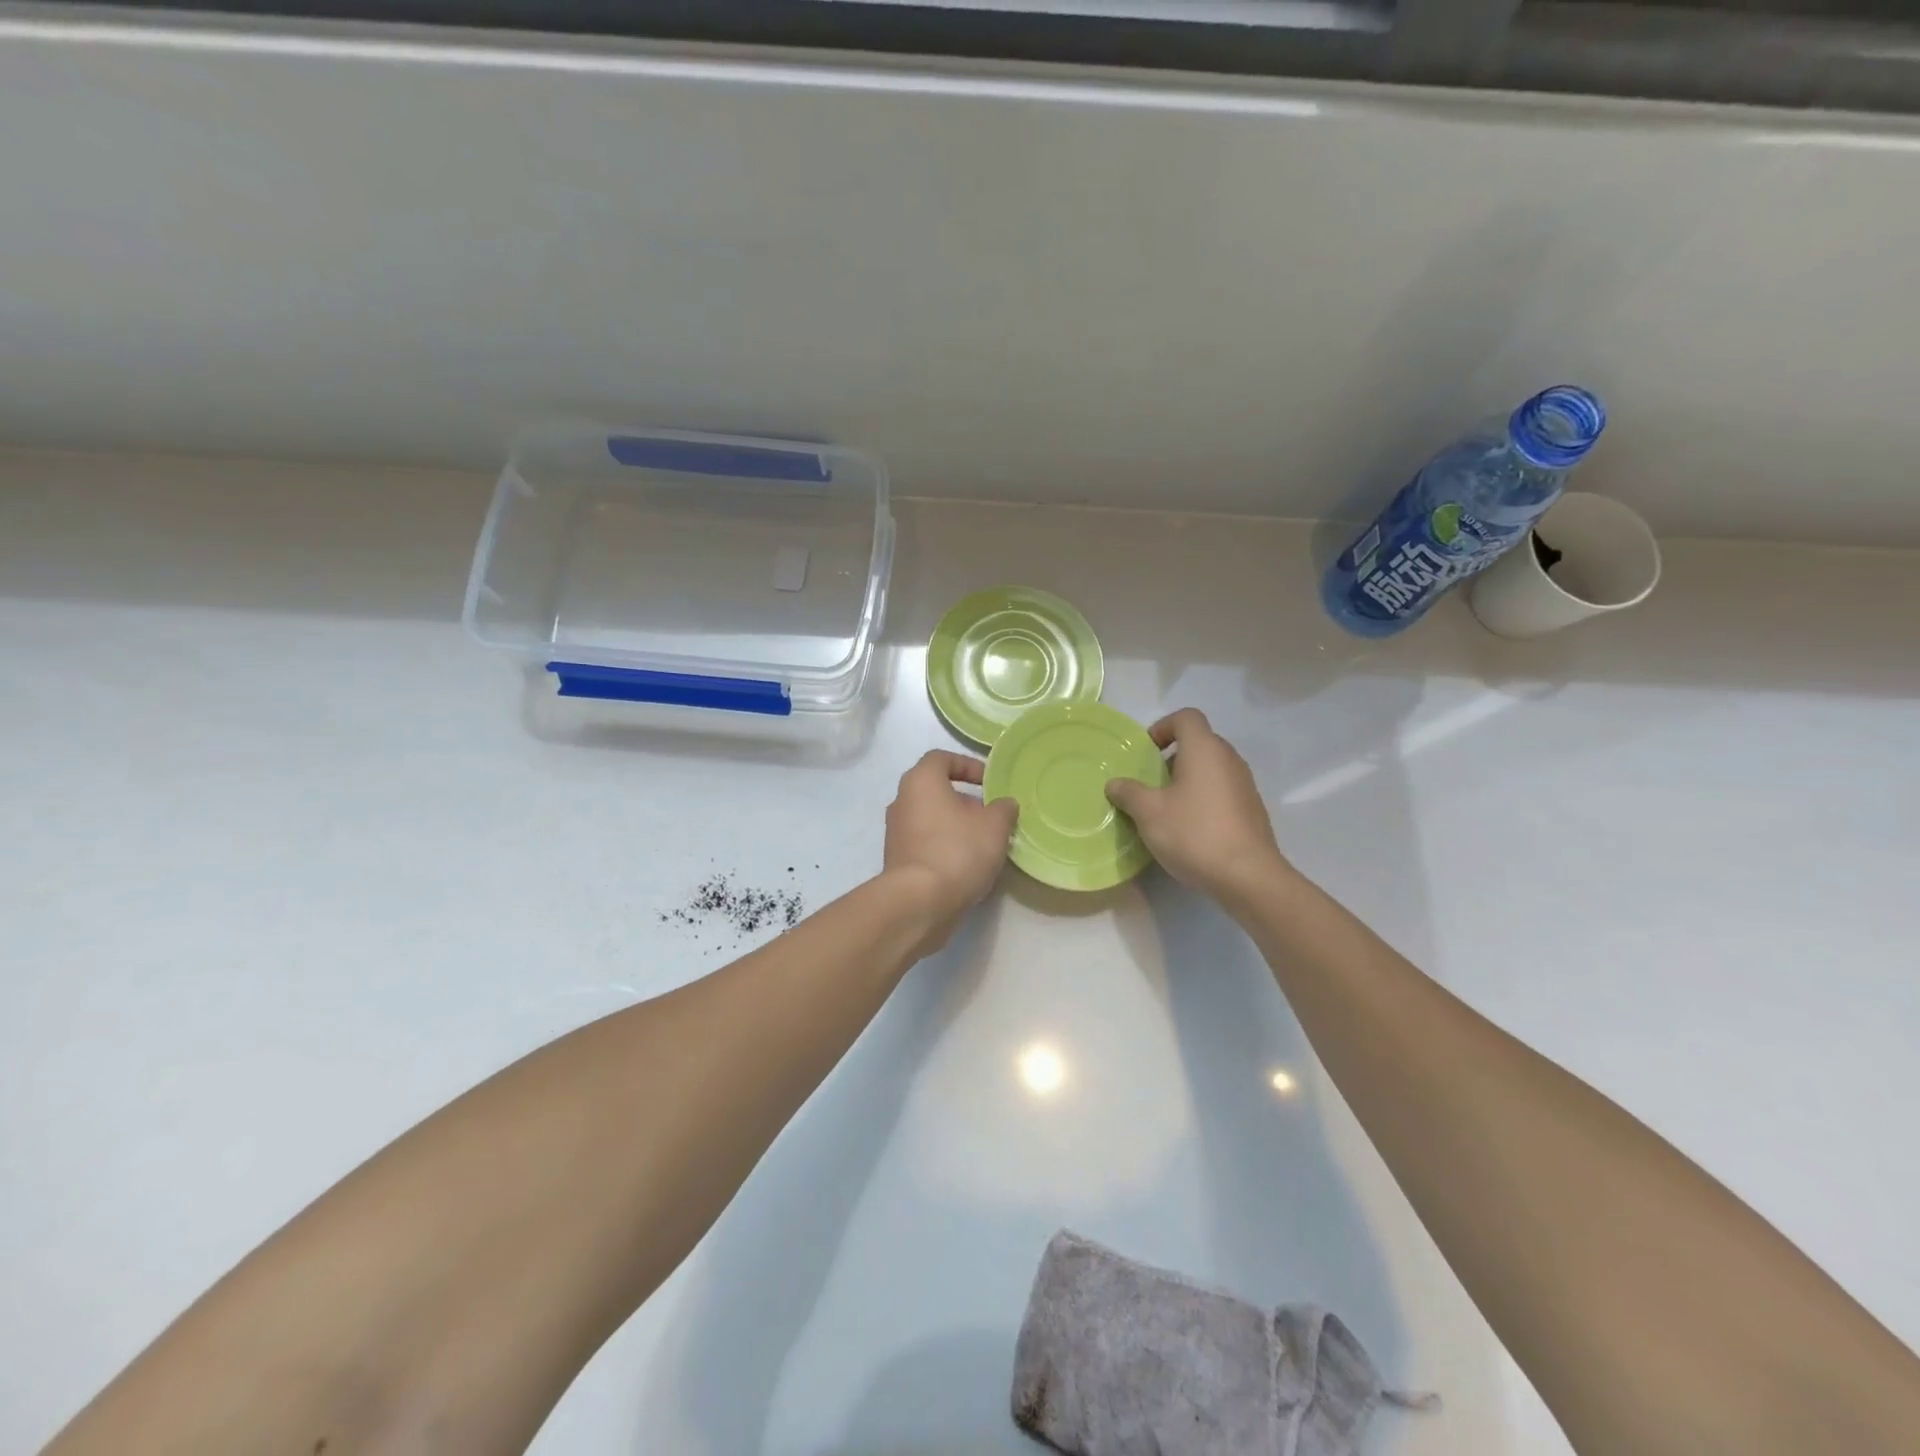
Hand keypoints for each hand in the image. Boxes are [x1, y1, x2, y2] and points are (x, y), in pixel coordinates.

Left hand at [884, 751, 1018, 942]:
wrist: (919, 902)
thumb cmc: (957, 851)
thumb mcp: (994, 826)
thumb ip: (1003, 809)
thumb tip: (1004, 804)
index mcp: (921, 781)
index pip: (941, 758)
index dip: (967, 765)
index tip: (989, 782)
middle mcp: (902, 800)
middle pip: (935, 790)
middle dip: (965, 800)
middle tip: (991, 816)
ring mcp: (896, 832)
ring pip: (930, 818)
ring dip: (956, 825)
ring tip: (983, 843)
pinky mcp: (897, 860)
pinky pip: (925, 842)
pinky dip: (944, 846)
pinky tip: (966, 865)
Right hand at [1105, 709, 1289, 900]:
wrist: (1248, 876)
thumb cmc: (1194, 833)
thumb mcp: (1149, 813)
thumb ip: (1128, 793)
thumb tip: (1115, 783)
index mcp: (1205, 749)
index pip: (1186, 717)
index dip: (1162, 727)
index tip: (1146, 753)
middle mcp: (1229, 759)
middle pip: (1199, 742)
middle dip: (1172, 758)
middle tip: (1151, 783)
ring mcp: (1245, 785)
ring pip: (1211, 769)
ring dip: (1187, 780)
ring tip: (1167, 808)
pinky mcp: (1252, 810)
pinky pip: (1222, 791)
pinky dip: (1204, 798)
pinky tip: (1190, 828)